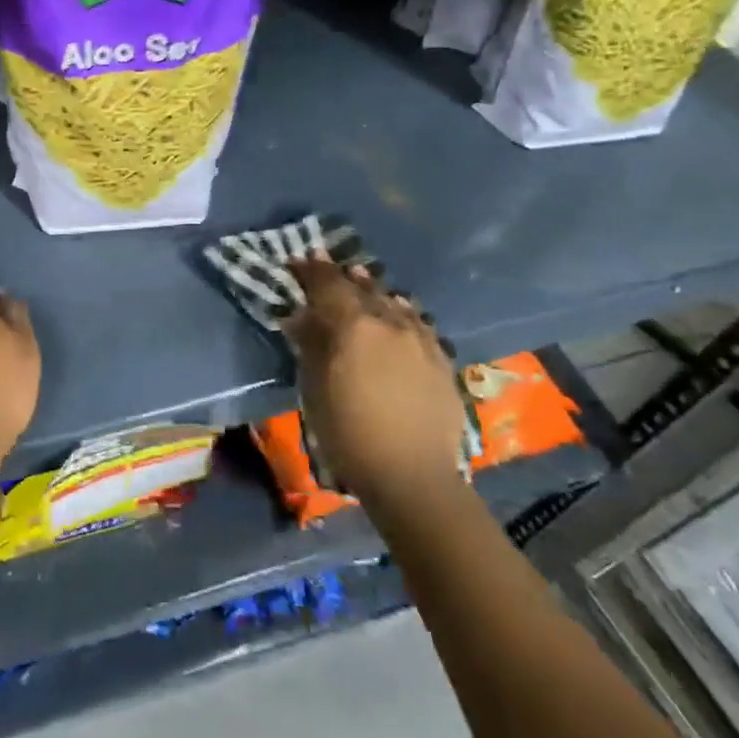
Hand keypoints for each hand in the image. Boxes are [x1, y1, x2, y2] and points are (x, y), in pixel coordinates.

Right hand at [284, 256, 467, 506]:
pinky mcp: (441, 359)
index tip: (297, 259)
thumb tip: (301, 316)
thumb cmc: (349, 434)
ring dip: (372, 290)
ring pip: (393, 301)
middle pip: (361, 288)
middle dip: (341, 276)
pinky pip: (416, 322)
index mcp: (354, 325)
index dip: (310, 270)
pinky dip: (400, 312)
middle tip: (324, 266)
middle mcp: (390, 322)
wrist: (413, 477)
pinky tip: (398, 313)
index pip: (328, 284)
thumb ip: (310, 344)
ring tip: (361, 281)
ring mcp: (421, 339)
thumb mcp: (315, 388)